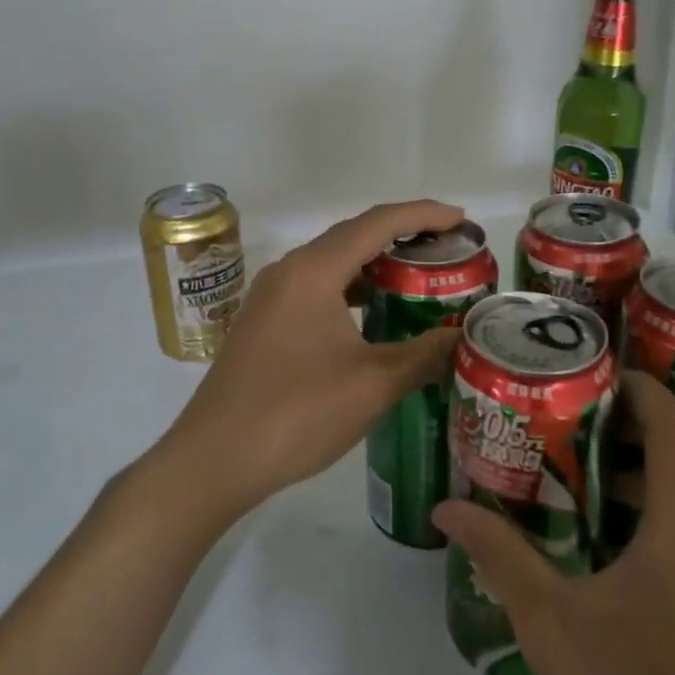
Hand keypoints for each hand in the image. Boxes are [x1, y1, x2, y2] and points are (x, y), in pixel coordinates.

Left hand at [161, 199, 466, 522]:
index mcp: (313, 271)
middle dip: (404, 236)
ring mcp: (271, 296)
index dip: (424, 215)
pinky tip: (374, 315)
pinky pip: (317, 288)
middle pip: (354, 236)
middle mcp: (289, 271)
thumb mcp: (372, 385)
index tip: (461, 218)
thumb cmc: (296, 414)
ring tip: (419, 279)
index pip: (378, 223)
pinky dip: (352, 290)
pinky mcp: (264, 322)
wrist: (213, 460)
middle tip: (449, 250)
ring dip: (376, 265)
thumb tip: (461, 340)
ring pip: (333, 264)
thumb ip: (423, 355)